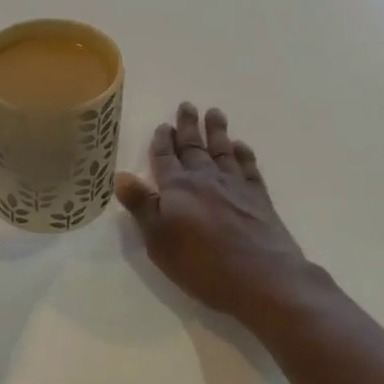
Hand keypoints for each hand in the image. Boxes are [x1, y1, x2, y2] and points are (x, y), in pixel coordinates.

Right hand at [115, 103, 333, 329]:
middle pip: (194, 147)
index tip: (162, 125)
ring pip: (222, 150)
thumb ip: (142, 206)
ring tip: (214, 112)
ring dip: (217, 131)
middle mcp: (205, 179)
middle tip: (187, 105)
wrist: (263, 277)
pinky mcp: (259, 199)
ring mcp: (235, 186)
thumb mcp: (159, 240)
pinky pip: (249, 168)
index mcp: (177, 188)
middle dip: (188, 126)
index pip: (165, 158)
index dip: (162, 142)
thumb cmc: (202, 264)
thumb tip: (120, 176)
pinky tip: (241, 147)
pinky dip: (244, 154)